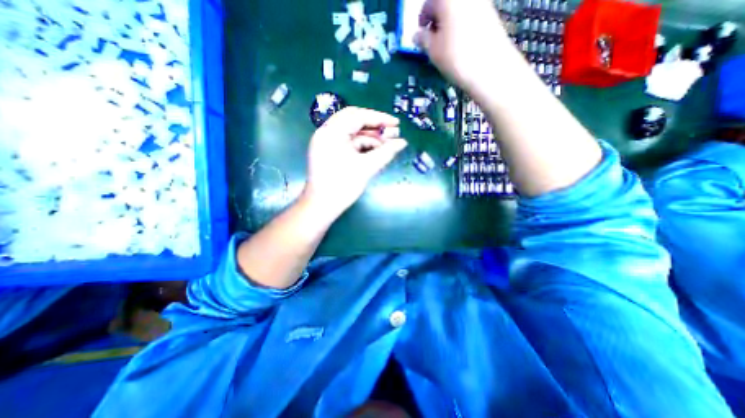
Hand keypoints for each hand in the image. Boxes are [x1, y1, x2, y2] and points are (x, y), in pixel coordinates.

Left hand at [301, 108, 406, 217]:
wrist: (322, 206)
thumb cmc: (342, 186)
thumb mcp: (366, 167)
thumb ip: (386, 152)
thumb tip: (402, 143)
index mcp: (331, 132)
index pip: (357, 116)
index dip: (379, 118)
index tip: (396, 124)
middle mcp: (327, 132)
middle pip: (354, 121)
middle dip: (375, 127)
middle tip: (393, 133)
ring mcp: (327, 142)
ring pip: (353, 133)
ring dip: (370, 138)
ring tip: (388, 145)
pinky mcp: (330, 151)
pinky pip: (349, 143)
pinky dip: (363, 146)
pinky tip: (376, 151)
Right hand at [416, 0, 515, 90]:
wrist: (490, 68)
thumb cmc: (456, 57)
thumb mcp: (433, 51)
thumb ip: (423, 40)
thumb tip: (417, 36)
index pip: (428, 3)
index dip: (422, 20)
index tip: (421, 35)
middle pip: (445, 4)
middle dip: (436, 20)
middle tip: (433, 41)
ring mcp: (481, 2)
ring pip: (458, 9)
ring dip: (448, 24)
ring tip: (446, 46)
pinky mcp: (491, 13)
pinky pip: (469, 15)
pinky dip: (461, 26)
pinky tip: (460, 45)